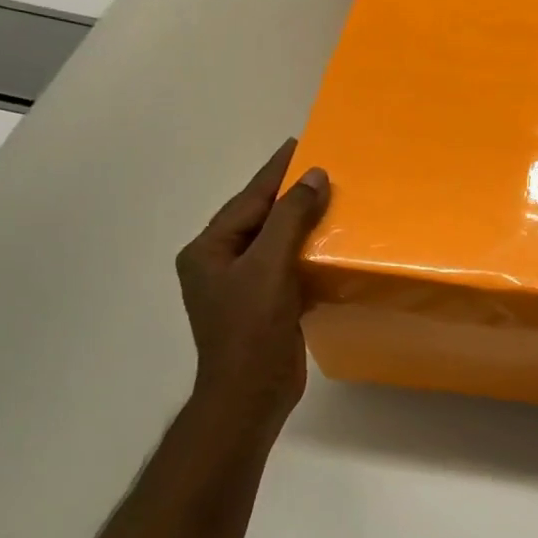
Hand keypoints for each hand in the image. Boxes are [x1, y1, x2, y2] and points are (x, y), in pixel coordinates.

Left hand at [176, 138, 329, 439]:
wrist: (251, 393)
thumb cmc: (252, 327)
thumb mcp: (269, 265)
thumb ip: (290, 218)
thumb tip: (314, 176)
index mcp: (209, 250)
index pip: (247, 200)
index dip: (274, 172)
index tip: (298, 144)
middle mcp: (220, 263)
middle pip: (259, 218)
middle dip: (288, 194)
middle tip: (319, 167)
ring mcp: (241, 286)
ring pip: (275, 243)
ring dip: (301, 222)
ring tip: (329, 200)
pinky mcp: (264, 305)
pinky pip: (286, 266)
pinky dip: (306, 251)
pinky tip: (329, 244)